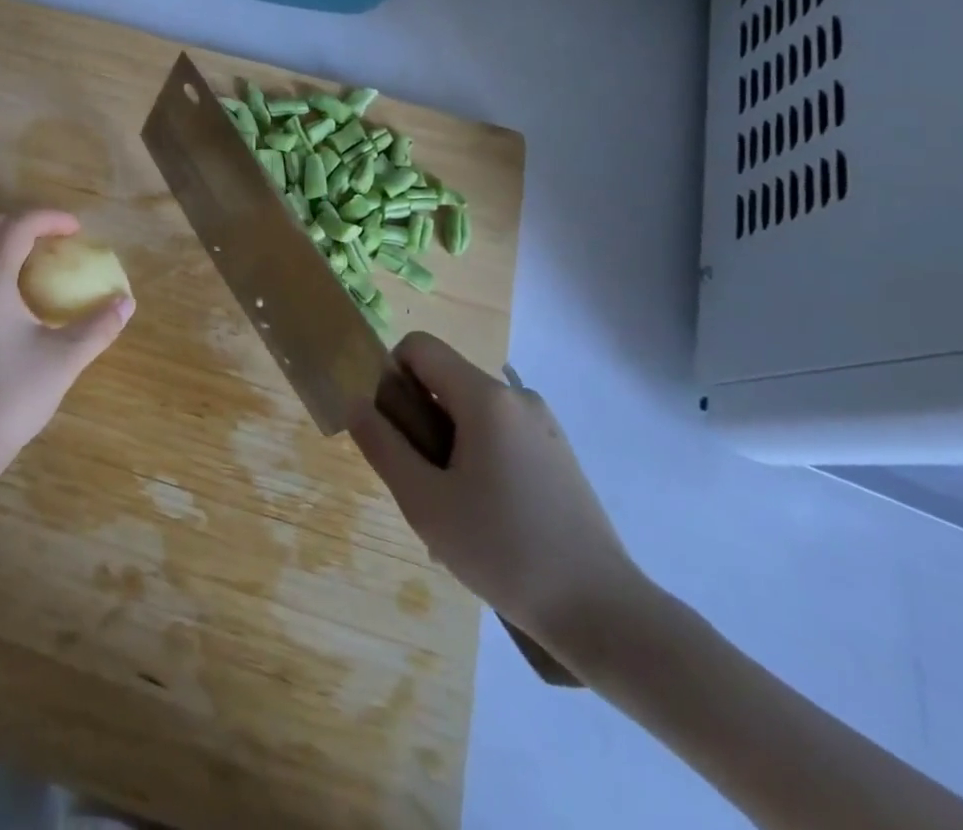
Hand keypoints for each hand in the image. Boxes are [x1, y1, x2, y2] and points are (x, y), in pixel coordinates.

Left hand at [0, 211, 133, 476]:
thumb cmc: (8, 398)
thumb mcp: (62, 361)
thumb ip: (97, 327)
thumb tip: (126, 303)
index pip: (17, 227)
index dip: (48, 218)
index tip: (76, 229)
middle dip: (19, 223)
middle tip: (52, 240)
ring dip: (0, 243)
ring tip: (35, 264)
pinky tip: (11, 298)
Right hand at [349, 333, 647, 647]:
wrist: (605, 615)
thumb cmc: (505, 552)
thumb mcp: (425, 502)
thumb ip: (383, 445)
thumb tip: (357, 403)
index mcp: (486, 398)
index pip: (419, 347)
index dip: (391, 376)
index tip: (393, 430)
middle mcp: (517, 398)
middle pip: (444, 381)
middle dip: (419, 422)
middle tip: (420, 484)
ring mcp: (544, 426)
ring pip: (470, 413)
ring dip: (446, 447)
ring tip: (452, 512)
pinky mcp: (558, 454)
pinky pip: (499, 436)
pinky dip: (477, 460)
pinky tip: (484, 519)